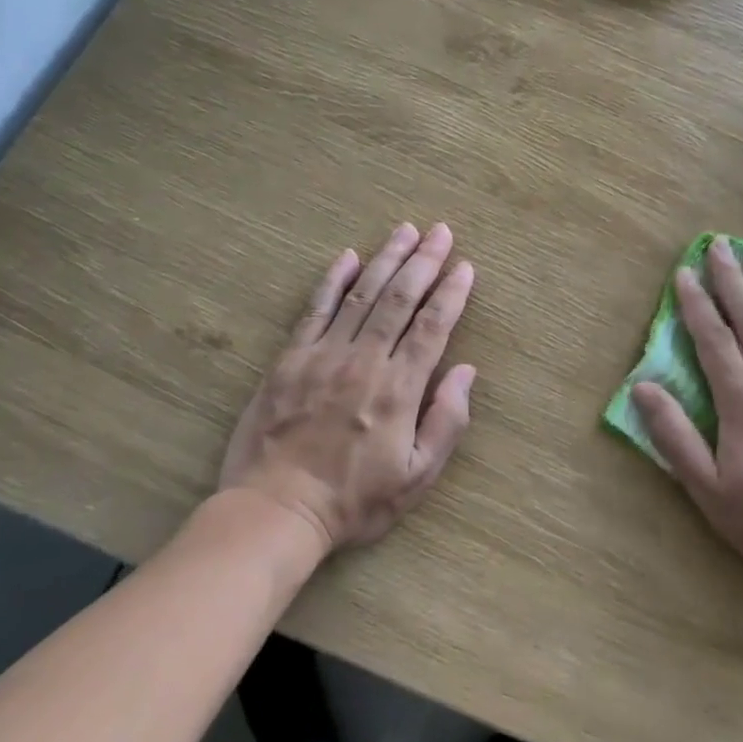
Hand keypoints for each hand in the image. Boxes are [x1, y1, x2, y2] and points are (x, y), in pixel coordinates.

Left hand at [218, 222, 475, 554]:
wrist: (276, 510)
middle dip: (424, 261)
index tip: (465, 266)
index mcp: (399, 389)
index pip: (432, 327)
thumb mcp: (417, 477)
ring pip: (362, 295)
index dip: (451, 293)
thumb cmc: (354, 501)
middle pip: (400, 299)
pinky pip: (316, 310)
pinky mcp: (291, 359)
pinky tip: (348, 257)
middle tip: (441, 231)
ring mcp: (324, 355)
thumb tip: (466, 371)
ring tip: (405, 231)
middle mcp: (364, 362)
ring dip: (386, 259)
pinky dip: (333, 281)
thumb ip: (446, 422)